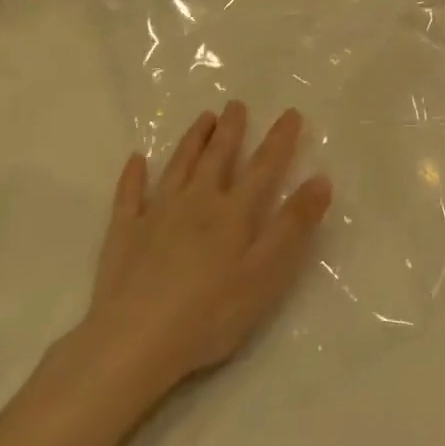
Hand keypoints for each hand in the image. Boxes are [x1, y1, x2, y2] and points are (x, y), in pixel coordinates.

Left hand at [69, 102, 331, 392]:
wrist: (135, 341)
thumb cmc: (211, 312)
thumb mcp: (267, 272)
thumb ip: (294, 224)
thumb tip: (321, 179)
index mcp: (234, 212)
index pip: (264, 166)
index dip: (279, 139)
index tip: (291, 113)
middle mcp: (196, 202)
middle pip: (217, 157)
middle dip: (230, 129)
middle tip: (235, 104)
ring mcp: (156, 215)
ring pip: (178, 167)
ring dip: (192, 140)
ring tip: (202, 118)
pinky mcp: (124, 234)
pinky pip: (129, 196)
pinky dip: (133, 176)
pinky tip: (136, 160)